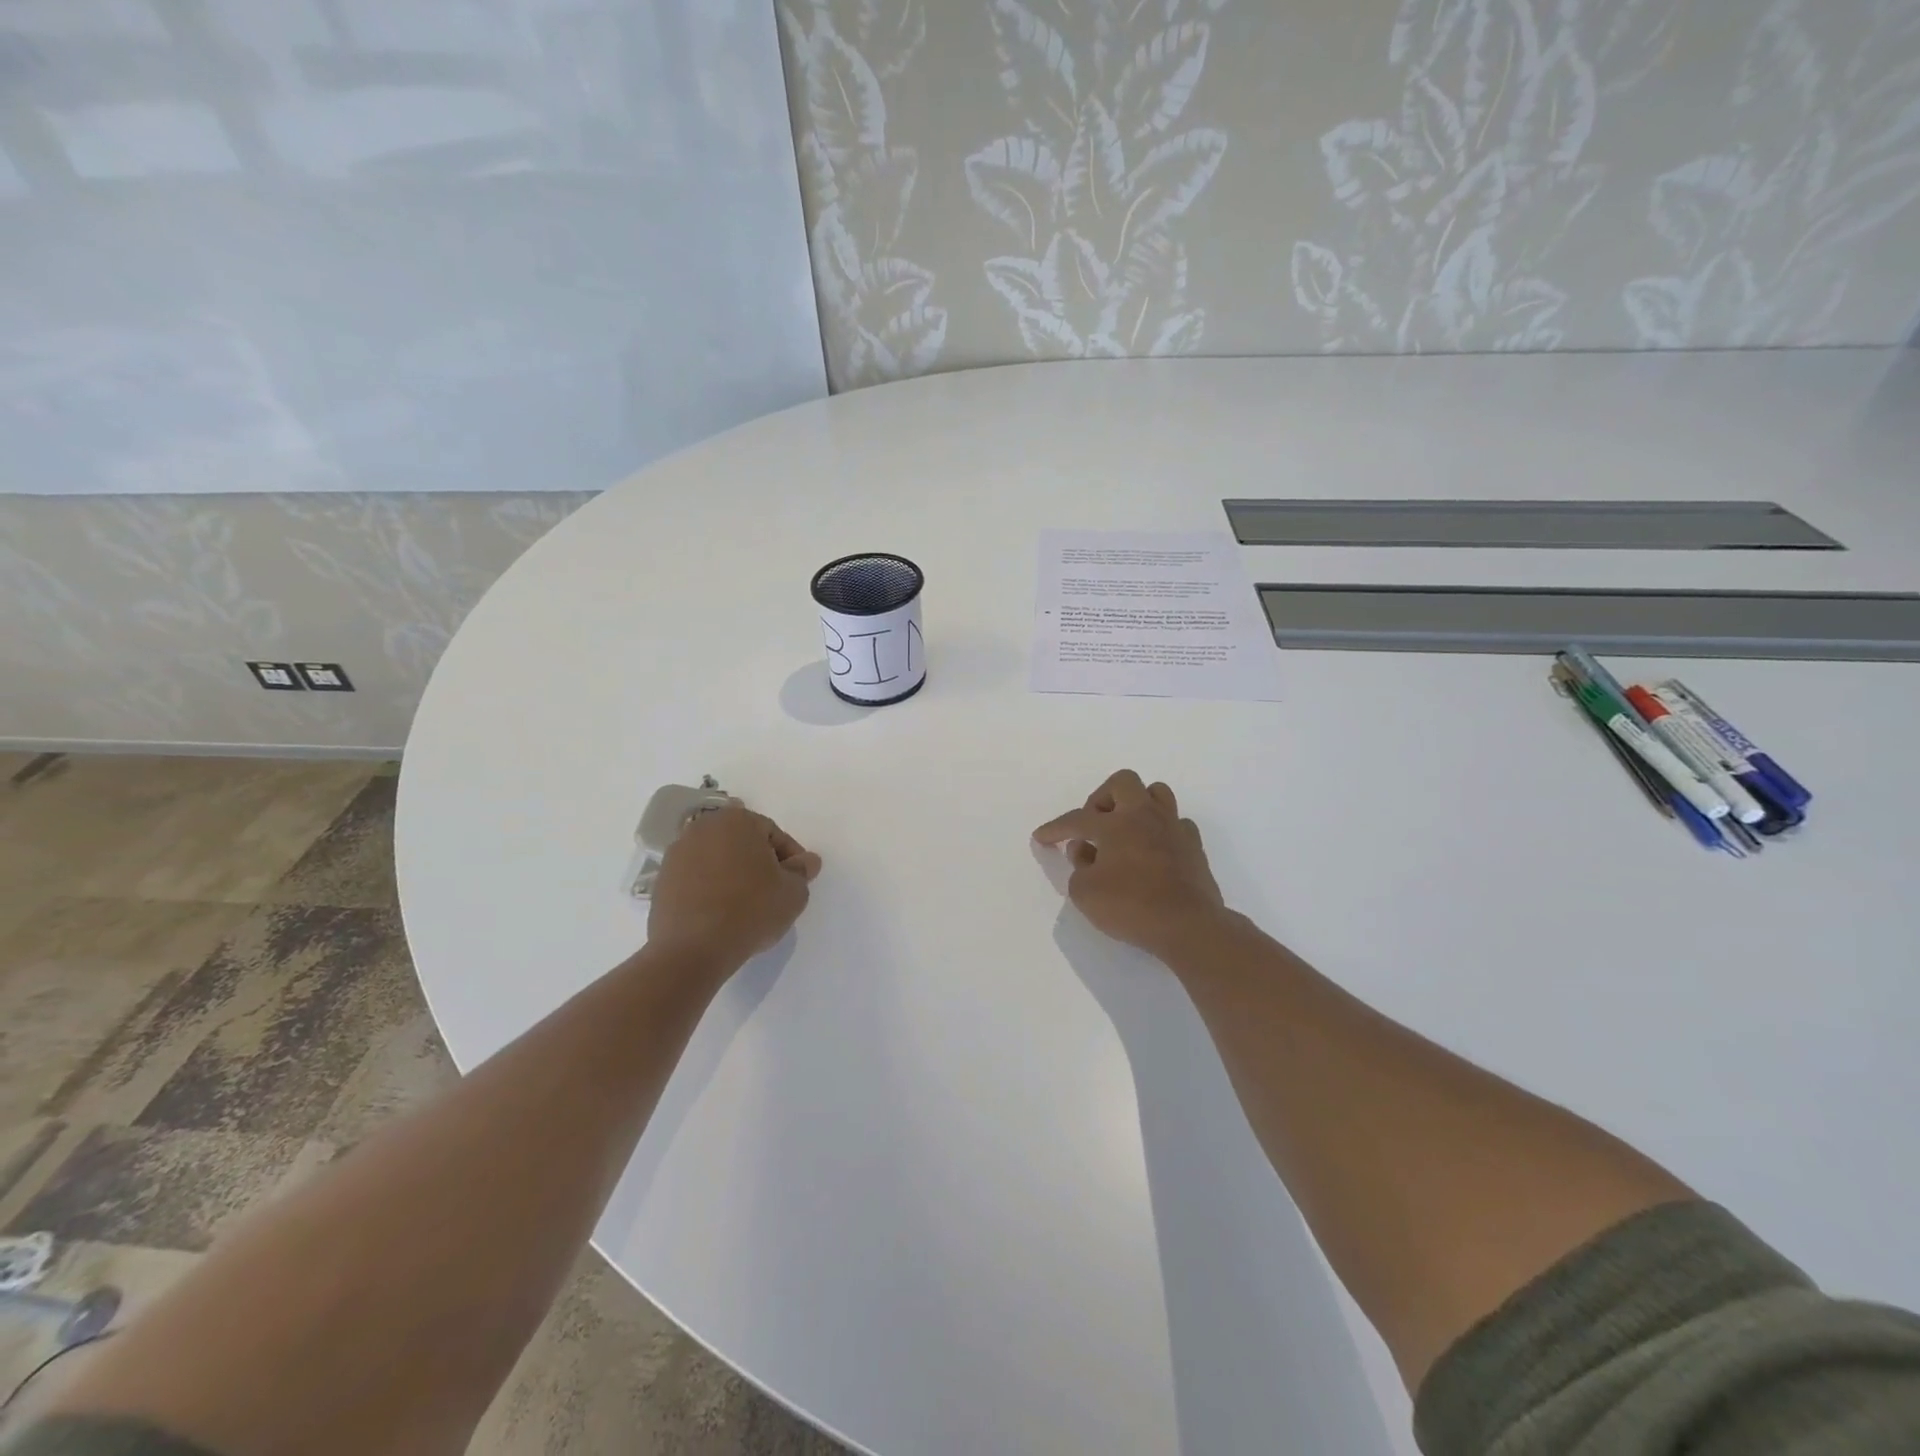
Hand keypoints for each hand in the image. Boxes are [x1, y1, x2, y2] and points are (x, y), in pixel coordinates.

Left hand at [648, 803, 821, 970]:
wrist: (692, 949)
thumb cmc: (750, 911)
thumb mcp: (793, 892)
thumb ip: (802, 871)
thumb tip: (806, 861)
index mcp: (737, 820)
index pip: (773, 834)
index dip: (790, 858)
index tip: (797, 881)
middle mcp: (703, 828)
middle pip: (742, 842)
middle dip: (759, 862)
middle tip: (773, 891)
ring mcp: (677, 853)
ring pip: (717, 859)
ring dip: (733, 874)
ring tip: (746, 904)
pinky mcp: (661, 880)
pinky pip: (696, 878)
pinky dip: (710, 888)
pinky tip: (721, 913)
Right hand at [1033, 770, 1227, 959]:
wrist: (1189, 926)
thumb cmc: (1131, 907)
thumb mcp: (1085, 893)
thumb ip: (1078, 867)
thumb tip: (1085, 852)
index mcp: (1115, 824)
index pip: (1077, 819)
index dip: (1055, 828)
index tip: (1041, 837)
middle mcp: (1145, 817)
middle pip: (1122, 782)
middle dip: (1102, 798)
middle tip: (1093, 824)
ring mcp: (1173, 828)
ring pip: (1156, 793)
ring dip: (1137, 805)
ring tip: (1125, 830)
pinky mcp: (1194, 847)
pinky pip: (1176, 824)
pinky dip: (1162, 831)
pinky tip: (1153, 850)